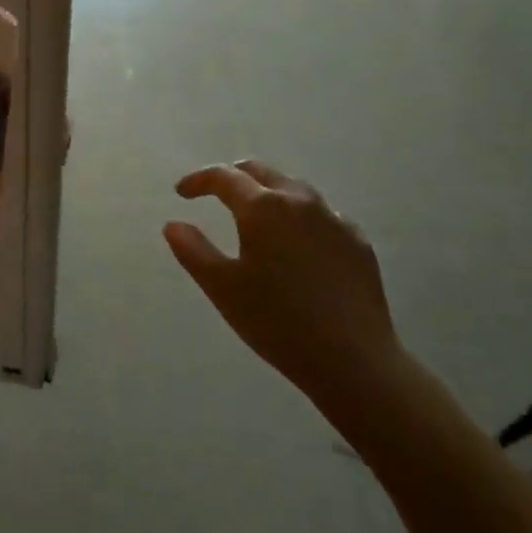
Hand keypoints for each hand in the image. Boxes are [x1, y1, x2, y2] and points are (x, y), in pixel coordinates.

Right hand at [164, 160, 403, 420]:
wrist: (353, 359)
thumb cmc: (276, 321)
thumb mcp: (222, 288)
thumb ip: (193, 250)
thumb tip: (173, 225)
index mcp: (263, 207)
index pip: (224, 177)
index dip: (198, 180)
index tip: (181, 192)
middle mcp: (300, 202)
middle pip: (262, 172)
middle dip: (234, 176)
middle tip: (215, 193)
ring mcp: (335, 220)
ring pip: (295, 190)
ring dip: (269, 192)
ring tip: (256, 213)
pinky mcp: (358, 242)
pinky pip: (323, 215)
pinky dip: (301, 217)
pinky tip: (298, 241)